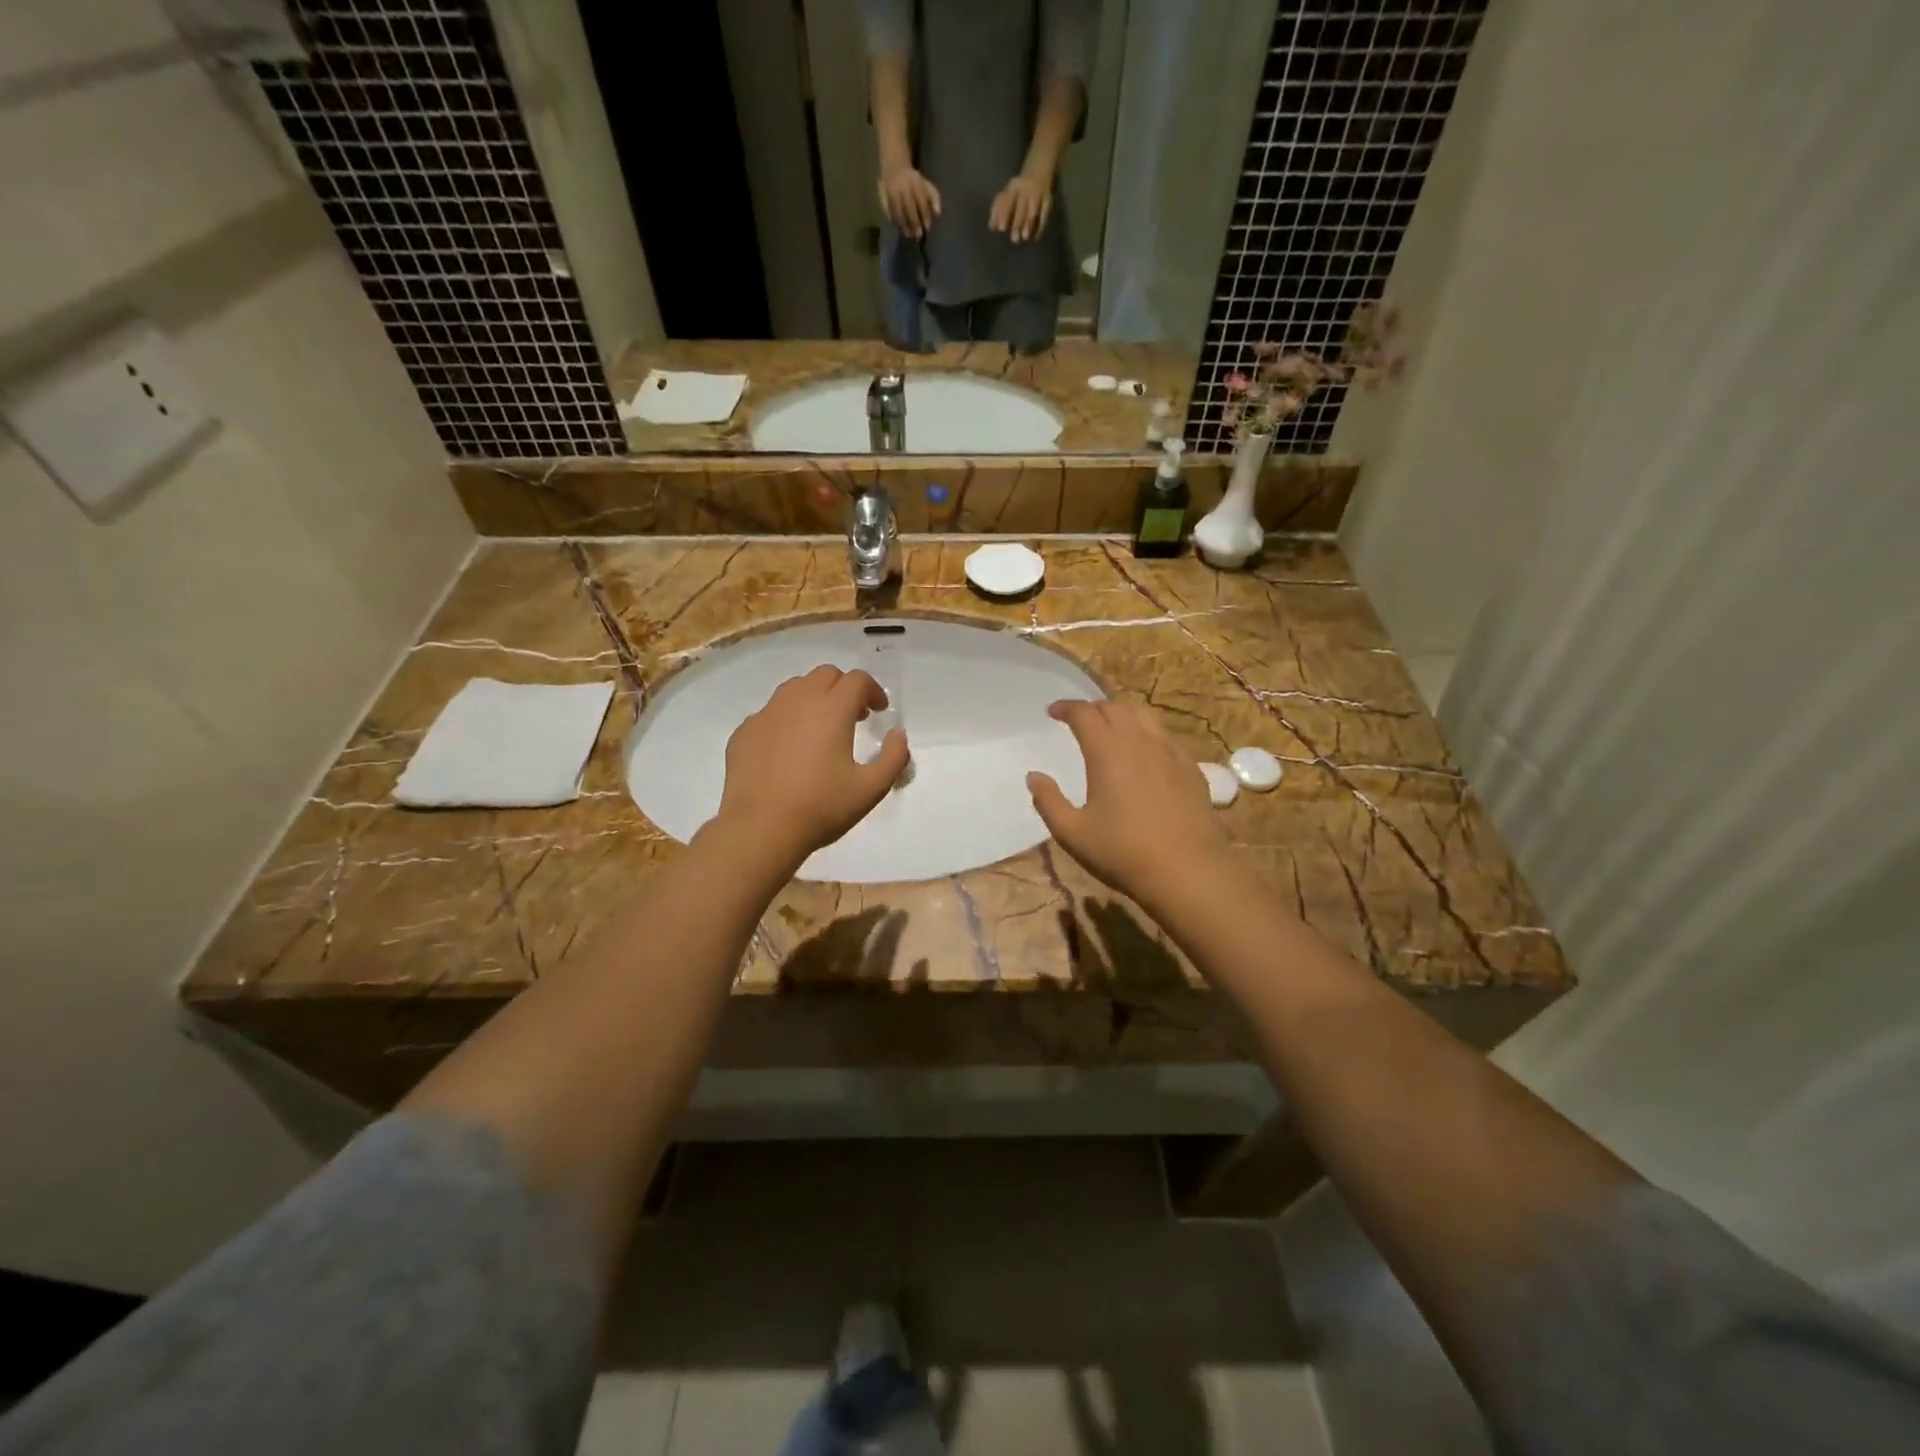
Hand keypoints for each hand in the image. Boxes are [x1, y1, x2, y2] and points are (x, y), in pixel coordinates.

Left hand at [715, 666, 909, 867]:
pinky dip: (787, 719)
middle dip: (844, 688)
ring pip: (795, 688)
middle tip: (854, 716)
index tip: (879, 711)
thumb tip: (898, 735)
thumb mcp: (871, 789)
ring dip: (814, 698)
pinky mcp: (744, 731)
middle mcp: (797, 701)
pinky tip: (789, 748)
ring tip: (821, 728)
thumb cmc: (820, 807)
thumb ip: (893, 758)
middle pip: (825, 675)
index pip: (857, 679)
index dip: (873, 690)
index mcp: (831, 709)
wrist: (759, 828)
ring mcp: (766, 714)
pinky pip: (770, 712)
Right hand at [878, 163, 941, 238]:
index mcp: (915, 183)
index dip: (925, 215)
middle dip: (914, 223)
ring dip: (904, 225)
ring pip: (899, 211)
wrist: (894, 167)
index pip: (921, 201)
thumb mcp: (926, 185)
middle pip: (909, 208)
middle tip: (918, 236)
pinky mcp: (884, 196)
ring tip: (908, 234)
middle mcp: (903, 187)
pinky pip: (889, 211)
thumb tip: (938, 213)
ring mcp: (893, 192)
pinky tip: (899, 228)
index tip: (927, 228)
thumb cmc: (914, 181)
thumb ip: (934, 198)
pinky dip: (894, 221)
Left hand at [989, 172, 1052, 243]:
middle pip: (1022, 207)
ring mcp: (1038, 195)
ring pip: (1033, 211)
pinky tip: (1036, 237)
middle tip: (1014, 238)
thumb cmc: (1019, 187)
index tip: (1001, 229)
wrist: (1039, 169)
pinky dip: (1041, 226)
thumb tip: (991, 227)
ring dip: (1029, 224)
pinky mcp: (1047, 200)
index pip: (1008, 200)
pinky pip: (1045, 214)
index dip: (1004, 214)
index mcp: (1014, 187)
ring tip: (1025, 237)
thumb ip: (998, 209)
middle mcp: (1027, 190)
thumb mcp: (1008, 192)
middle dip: (1017, 222)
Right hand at [1027, 700, 1230, 905]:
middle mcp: (1139, 741)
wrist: (1188, 870)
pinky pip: (1165, 735)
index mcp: (1107, 751)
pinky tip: (1144, 753)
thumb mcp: (1072, 833)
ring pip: (1143, 715)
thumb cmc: (1123, 852)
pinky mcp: (1190, 767)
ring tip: (1111, 729)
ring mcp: (1169, 751)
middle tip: (1079, 721)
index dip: (1066, 708)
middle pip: (1114, 708)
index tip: (1053, 712)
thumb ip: (1048, 801)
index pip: (1084, 713)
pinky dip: (1147, 732)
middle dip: (1092, 709)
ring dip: (1122, 714)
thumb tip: (1034, 776)